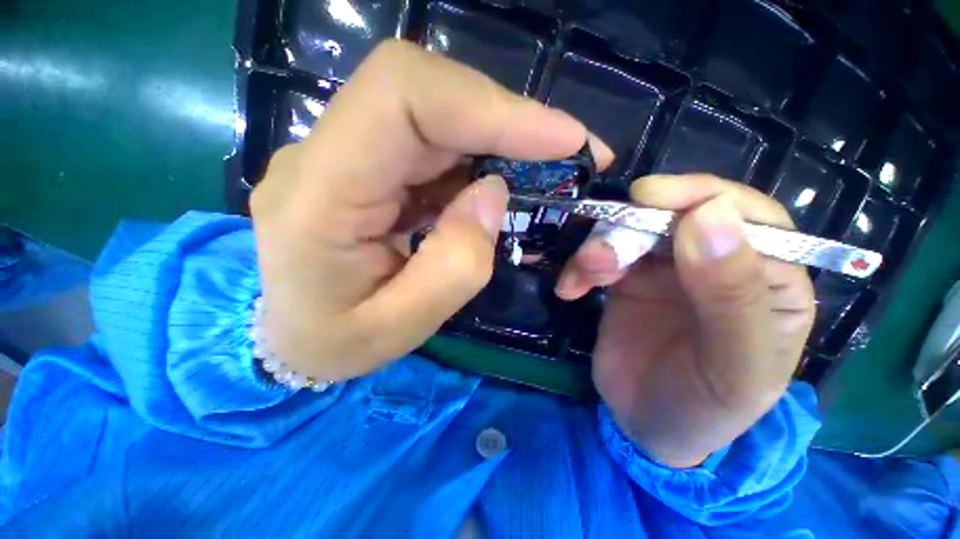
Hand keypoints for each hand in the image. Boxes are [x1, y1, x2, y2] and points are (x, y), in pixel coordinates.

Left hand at [250, 40, 606, 380]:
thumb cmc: (335, 342)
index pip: (401, 100)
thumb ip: (454, 265)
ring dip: (500, 135)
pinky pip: (433, 138)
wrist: (290, 335)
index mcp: (315, 196)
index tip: (562, 138)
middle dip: (508, 118)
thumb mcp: (399, 326)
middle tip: (570, 153)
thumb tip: (494, 192)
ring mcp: (343, 153)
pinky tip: (504, 180)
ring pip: (434, 109)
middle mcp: (323, 156)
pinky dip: (480, 152)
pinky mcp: (366, 162)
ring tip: (547, 169)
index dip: (488, 105)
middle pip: (425, 92)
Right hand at [557, 175, 815, 467]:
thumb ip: (733, 295)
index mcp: (768, 277)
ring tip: (580, 278)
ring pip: (627, 234)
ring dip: (597, 249)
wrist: (647, 426)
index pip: (746, 214)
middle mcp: (715, 262)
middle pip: (672, 218)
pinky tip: (570, 289)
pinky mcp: (625, 280)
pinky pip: (599, 257)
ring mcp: (665, 269)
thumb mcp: (734, 367)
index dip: (697, 196)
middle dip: (628, 228)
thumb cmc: (706, 406)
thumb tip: (710, 214)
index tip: (646, 197)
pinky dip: (579, 268)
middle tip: (595, 258)